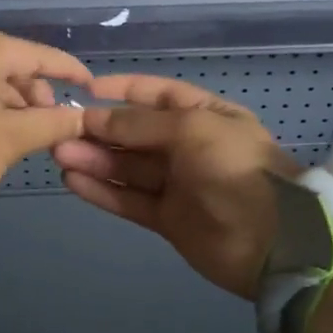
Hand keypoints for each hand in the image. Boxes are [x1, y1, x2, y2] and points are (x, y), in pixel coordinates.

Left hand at [0, 31, 90, 207]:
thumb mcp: (11, 139)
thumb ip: (53, 122)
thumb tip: (82, 117)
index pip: (34, 54)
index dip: (67, 69)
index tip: (90, 85)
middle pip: (6, 62)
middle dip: (33, 91)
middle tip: (50, 122)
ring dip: (9, 100)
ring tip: (26, 132)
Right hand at [52, 74, 298, 298]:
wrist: (273, 242)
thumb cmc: (235, 169)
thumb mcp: (191, 130)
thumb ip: (140, 124)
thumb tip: (96, 117)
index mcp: (204, 116)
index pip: (156, 95)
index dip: (122, 90)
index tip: (86, 90)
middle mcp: (189, 146)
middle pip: (135, 133)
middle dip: (100, 130)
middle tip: (60, 130)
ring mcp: (178, 184)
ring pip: (128, 167)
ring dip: (94, 159)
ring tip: (58, 153)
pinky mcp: (167, 218)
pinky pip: (129, 199)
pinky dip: (102, 190)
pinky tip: (72, 180)